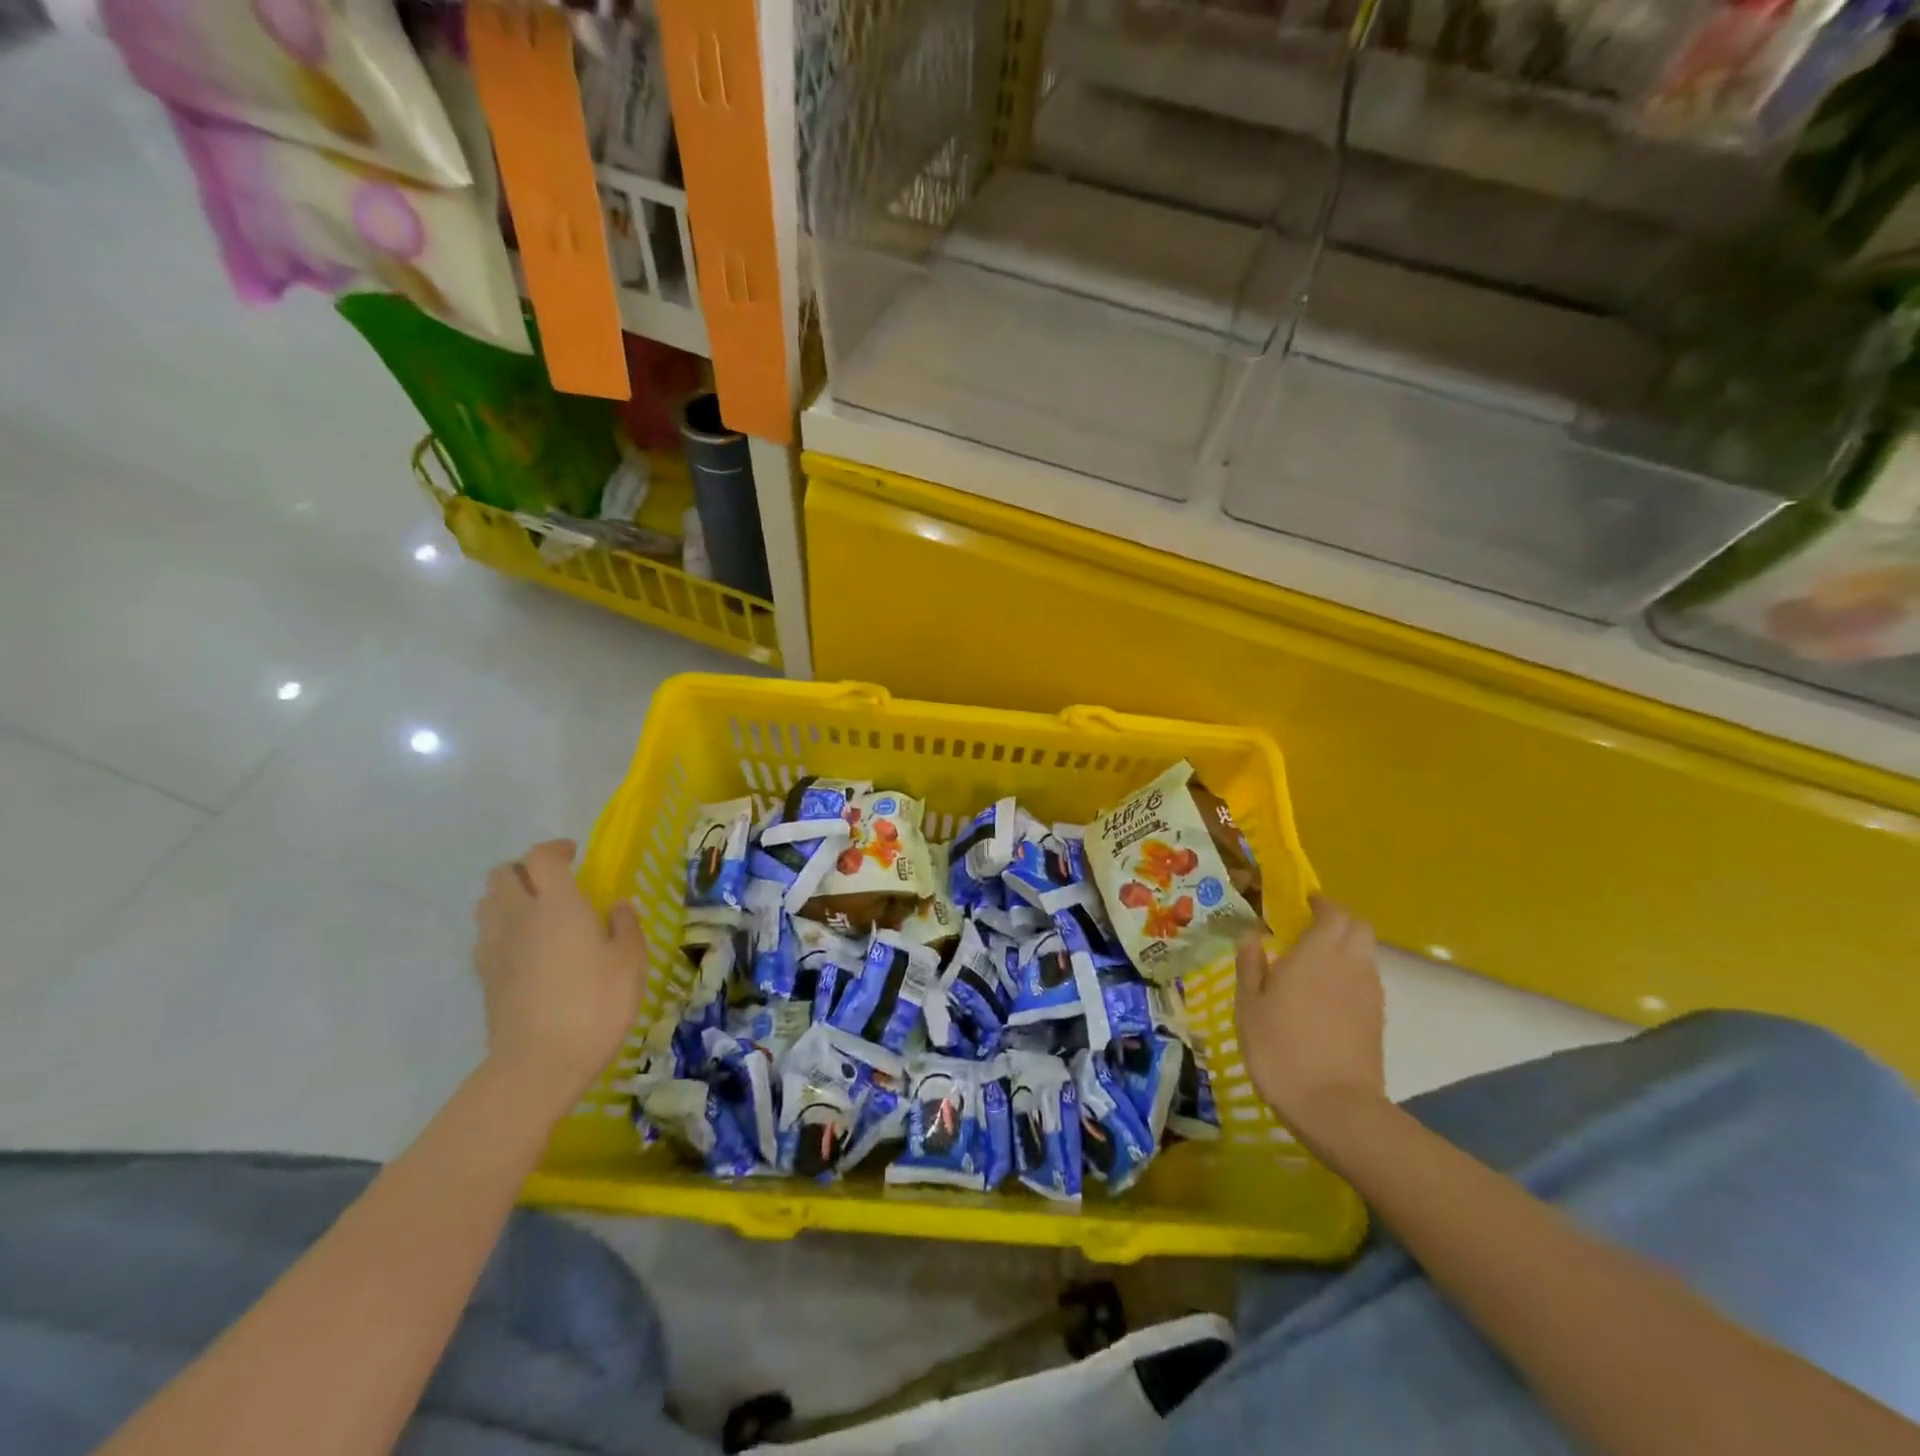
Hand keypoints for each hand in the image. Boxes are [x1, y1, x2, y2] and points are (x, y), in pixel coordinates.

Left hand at [472, 839, 647, 1109]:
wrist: (539, 1064)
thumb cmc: (595, 1005)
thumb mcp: (630, 962)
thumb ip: (625, 926)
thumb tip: (617, 906)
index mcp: (557, 905)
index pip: (542, 857)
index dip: (556, 849)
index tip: (575, 855)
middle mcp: (518, 917)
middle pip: (503, 874)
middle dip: (525, 869)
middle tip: (554, 882)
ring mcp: (495, 947)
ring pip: (487, 902)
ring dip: (508, 896)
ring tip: (537, 912)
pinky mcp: (484, 976)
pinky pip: (485, 935)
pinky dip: (501, 928)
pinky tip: (525, 948)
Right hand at [1235, 896, 1386, 1142]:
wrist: (1335, 1107)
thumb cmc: (1280, 1048)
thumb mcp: (1249, 1005)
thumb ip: (1251, 965)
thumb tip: (1251, 935)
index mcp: (1318, 953)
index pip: (1334, 912)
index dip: (1321, 903)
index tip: (1302, 904)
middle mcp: (1350, 964)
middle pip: (1359, 927)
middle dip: (1338, 919)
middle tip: (1309, 927)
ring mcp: (1369, 993)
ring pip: (1366, 952)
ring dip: (1346, 946)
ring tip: (1315, 960)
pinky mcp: (1377, 1019)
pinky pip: (1367, 979)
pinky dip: (1350, 973)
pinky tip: (1326, 993)